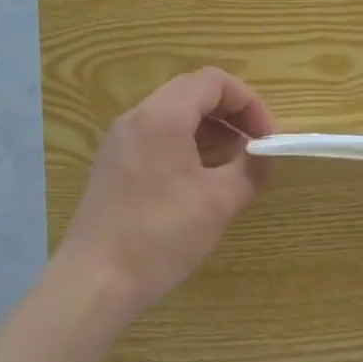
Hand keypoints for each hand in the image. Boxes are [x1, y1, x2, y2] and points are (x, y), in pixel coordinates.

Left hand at [59, 68, 275, 317]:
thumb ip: (250, 170)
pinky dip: (185, 141)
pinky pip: (156, 134)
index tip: (267, 138)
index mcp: (162, 116)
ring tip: (234, 161)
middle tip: (255, 146)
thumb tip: (268, 156)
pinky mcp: (113, 162)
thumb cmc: (160, 236)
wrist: (94, 280)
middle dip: (231, 112)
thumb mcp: (218, 203)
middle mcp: (137, 117)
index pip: (213, 81)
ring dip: (209, 127)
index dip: (249, 102)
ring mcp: (120, 139)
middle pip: (192, 91)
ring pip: (173, 112)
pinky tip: (200, 175)